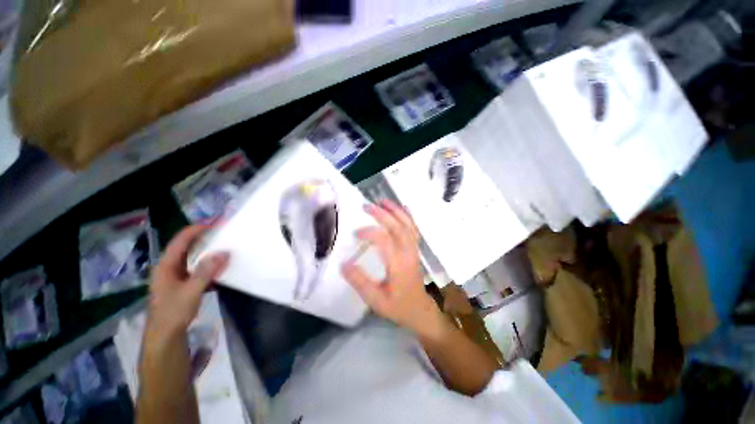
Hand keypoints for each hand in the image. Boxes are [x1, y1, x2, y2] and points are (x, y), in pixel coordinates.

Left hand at [146, 225, 228, 336]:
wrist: (165, 336)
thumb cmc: (173, 312)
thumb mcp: (191, 291)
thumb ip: (206, 271)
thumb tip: (224, 252)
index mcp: (166, 266)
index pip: (181, 241)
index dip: (196, 229)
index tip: (215, 222)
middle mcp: (170, 267)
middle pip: (187, 246)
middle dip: (204, 237)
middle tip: (223, 231)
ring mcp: (176, 276)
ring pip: (193, 257)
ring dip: (208, 250)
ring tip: (224, 244)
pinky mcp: (184, 283)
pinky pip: (198, 267)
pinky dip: (209, 263)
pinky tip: (220, 265)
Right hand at [342, 200, 443, 336]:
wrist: (419, 309)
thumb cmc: (397, 306)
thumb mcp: (375, 300)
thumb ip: (360, 282)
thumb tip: (344, 264)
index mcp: (398, 265)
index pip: (384, 241)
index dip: (370, 233)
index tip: (356, 233)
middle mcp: (408, 253)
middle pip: (397, 228)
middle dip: (382, 214)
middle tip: (367, 205)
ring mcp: (414, 250)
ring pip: (407, 225)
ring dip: (396, 211)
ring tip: (383, 201)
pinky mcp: (415, 249)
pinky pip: (414, 229)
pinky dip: (409, 216)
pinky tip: (403, 207)